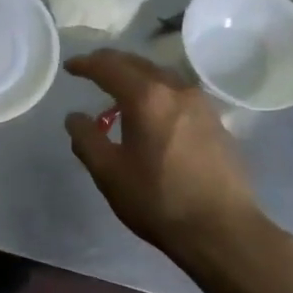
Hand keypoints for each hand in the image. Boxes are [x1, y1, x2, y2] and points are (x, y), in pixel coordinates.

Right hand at [64, 50, 265, 260]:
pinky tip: (153, 112)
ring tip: (121, 89)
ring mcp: (201, 104)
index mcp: (146, 98)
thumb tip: (75, 117)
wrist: (222, 229)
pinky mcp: (216, 122)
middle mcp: (176, 90)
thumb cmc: (158, 200)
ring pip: (162, 76)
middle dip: (112, 63)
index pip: (109, 67)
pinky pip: (178, 93)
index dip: (86, 64)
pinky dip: (158, 91)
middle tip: (92, 68)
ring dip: (137, 75)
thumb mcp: (109, 173)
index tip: (70, 66)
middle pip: (138, 64)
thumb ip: (86, 139)